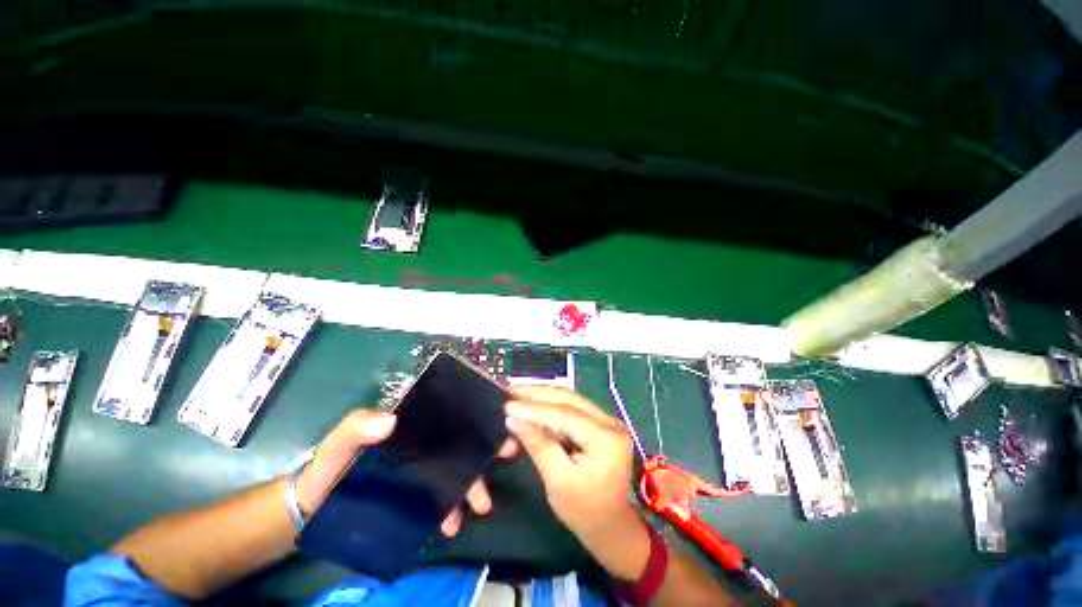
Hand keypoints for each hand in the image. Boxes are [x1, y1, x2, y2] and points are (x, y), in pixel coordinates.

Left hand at [294, 409, 515, 536]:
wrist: (314, 508)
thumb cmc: (328, 467)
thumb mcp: (339, 443)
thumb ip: (357, 427)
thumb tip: (390, 420)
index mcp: (412, 423)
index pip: (449, 410)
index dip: (476, 409)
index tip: (499, 413)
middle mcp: (424, 442)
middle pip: (462, 438)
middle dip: (486, 444)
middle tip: (508, 452)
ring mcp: (424, 468)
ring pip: (458, 468)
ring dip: (473, 483)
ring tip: (481, 504)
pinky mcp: (419, 492)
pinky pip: (443, 497)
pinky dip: (451, 508)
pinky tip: (451, 523)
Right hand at [505, 387, 650, 579]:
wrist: (614, 527)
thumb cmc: (587, 513)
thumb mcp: (559, 483)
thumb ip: (539, 446)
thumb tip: (514, 420)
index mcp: (607, 438)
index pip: (565, 414)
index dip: (534, 408)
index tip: (507, 405)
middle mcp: (610, 421)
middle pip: (569, 399)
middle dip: (537, 394)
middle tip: (509, 391)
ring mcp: (606, 420)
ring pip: (570, 400)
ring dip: (542, 397)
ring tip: (517, 395)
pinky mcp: (599, 424)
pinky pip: (571, 409)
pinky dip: (550, 407)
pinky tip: (533, 406)